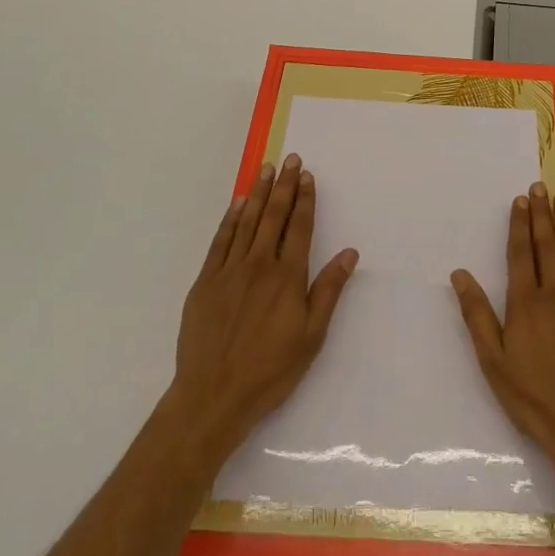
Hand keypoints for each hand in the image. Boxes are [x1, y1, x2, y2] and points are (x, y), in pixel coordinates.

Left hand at [167, 154, 358, 464]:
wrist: (213, 396)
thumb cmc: (270, 371)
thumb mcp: (312, 336)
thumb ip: (328, 290)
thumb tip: (349, 253)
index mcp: (288, 278)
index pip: (300, 227)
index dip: (305, 200)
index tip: (307, 176)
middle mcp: (259, 265)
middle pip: (274, 217)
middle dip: (284, 186)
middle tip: (289, 159)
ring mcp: (229, 271)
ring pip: (247, 222)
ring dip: (258, 193)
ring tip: (266, 169)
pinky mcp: (205, 282)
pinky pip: (220, 241)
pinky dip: (230, 219)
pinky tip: (237, 204)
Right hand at [451, 182, 554, 495]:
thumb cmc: (532, 395)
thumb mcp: (493, 360)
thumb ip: (477, 314)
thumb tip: (460, 274)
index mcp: (525, 302)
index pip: (521, 252)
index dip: (520, 224)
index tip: (520, 200)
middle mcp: (554, 292)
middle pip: (547, 244)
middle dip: (542, 214)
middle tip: (540, 187)